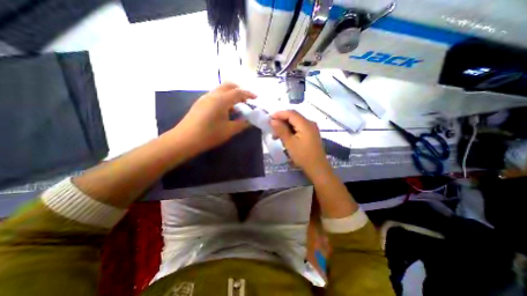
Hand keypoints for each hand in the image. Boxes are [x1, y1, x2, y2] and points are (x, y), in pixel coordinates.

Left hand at [172, 82, 256, 153]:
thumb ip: (242, 124)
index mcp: (221, 100)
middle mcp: (213, 95)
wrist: (185, 139)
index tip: (256, 97)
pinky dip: (223, 98)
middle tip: (246, 99)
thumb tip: (249, 121)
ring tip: (236, 106)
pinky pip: (215, 95)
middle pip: (228, 86)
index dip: (248, 94)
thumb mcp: (229, 130)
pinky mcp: (200, 103)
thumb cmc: (209, 135)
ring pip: (221, 90)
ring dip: (230, 94)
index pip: (238, 93)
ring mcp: (205, 98)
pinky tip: (225, 110)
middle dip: (239, 90)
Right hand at [269, 111, 329, 180]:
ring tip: (276, 137)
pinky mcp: (311, 135)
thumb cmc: (303, 156)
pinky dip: (291, 132)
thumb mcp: (290, 143)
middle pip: (293, 117)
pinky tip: (285, 139)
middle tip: (272, 130)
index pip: (291, 113)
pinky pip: (299, 129)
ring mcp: (311, 129)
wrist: (317, 168)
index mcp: (305, 124)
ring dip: (285, 127)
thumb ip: (281, 130)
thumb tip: (273, 121)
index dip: (279, 114)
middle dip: (281, 122)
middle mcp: (310, 123)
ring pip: (295, 123)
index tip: (269, 119)